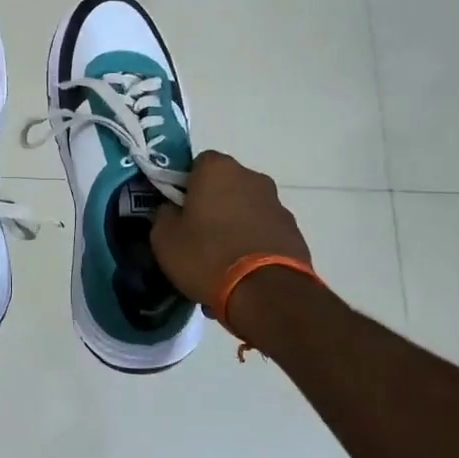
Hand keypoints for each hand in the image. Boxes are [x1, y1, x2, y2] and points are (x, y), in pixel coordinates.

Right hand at [151, 151, 310, 309]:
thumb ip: (164, 216)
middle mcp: (251, 177)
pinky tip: (244, 271)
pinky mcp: (294, 231)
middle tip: (198, 235)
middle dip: (213, 204)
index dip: (186, 186)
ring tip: (223, 260)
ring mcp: (277, 204)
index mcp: (217, 169)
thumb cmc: (207, 256)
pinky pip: (264, 231)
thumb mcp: (165, 239)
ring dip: (235, 224)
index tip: (179, 210)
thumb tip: (172, 211)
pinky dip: (254, 243)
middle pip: (225, 185)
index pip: (197, 164)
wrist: (266, 293)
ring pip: (246, 208)